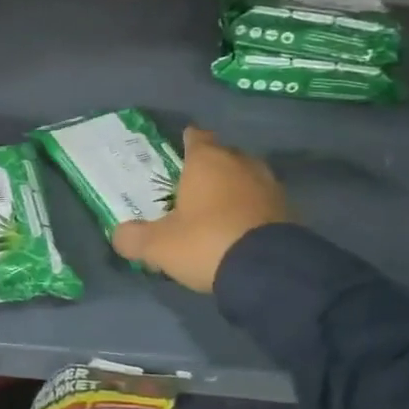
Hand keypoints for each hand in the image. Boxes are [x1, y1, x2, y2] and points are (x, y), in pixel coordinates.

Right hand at [111, 127, 287, 292]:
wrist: (269, 271)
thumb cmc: (206, 243)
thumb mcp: (158, 246)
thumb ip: (133, 238)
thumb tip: (119, 235)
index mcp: (207, 161)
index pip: (196, 137)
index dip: (187, 141)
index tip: (179, 148)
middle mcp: (241, 164)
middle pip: (224, 155)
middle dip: (210, 166)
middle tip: (192, 184)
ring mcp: (269, 186)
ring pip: (247, 177)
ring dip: (234, 188)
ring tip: (217, 207)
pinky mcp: (290, 210)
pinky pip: (263, 202)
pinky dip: (252, 209)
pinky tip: (241, 227)